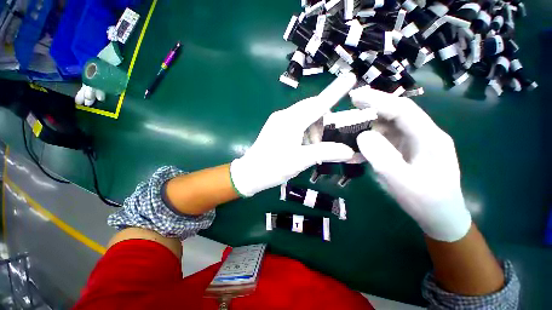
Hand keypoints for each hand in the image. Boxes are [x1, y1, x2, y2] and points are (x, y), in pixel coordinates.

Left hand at [230, 73, 356, 196]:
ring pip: (304, 116)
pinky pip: (296, 122)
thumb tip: (348, 151)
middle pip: (311, 109)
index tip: (350, 78)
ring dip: (312, 130)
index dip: (335, 92)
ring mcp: (278, 120)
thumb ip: (325, 153)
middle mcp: (284, 115)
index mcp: (291, 121)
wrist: (250, 173)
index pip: (318, 104)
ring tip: (309, 149)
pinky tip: (301, 146)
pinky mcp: (275, 126)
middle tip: (321, 144)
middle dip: (322, 123)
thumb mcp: (301, 160)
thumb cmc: (273, 167)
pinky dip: (304, 131)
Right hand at [350, 87, 470, 241]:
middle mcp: (422, 134)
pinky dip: (369, 140)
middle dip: (370, 110)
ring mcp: (413, 142)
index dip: (378, 100)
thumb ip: (383, 157)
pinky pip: (385, 139)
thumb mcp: (403, 182)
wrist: (441, 218)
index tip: (354, 96)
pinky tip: (357, 146)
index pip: (403, 109)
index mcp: (429, 137)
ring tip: (348, 130)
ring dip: (367, 127)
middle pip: (394, 114)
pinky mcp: (405, 150)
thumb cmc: (427, 202)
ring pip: (388, 127)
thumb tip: (362, 135)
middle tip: (347, 111)